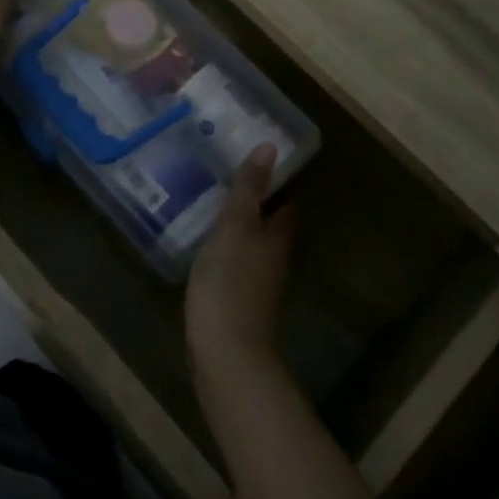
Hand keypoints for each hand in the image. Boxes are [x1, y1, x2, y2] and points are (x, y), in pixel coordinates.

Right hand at [186, 144, 296, 382]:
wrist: (227, 352)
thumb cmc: (230, 281)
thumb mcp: (235, 227)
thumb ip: (249, 189)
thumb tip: (270, 146)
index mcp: (280, 234)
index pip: (289, 196)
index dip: (279, 175)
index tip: (260, 152)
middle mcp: (278, 254)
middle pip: (275, 218)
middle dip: (259, 196)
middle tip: (231, 170)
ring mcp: (261, 279)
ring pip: (258, 239)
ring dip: (244, 220)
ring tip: (216, 198)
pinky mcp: (243, 297)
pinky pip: (241, 259)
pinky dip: (231, 244)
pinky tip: (209, 241)